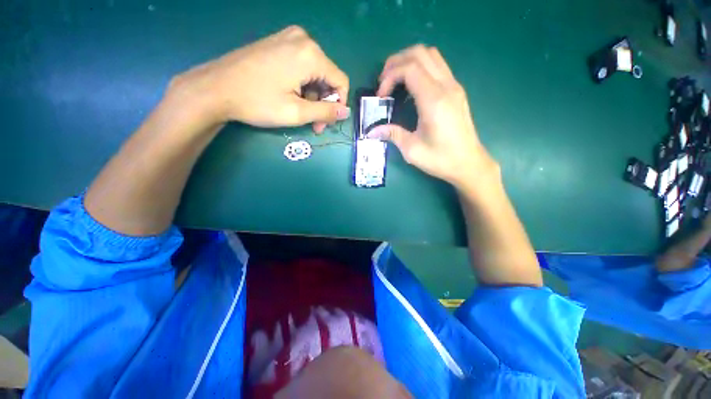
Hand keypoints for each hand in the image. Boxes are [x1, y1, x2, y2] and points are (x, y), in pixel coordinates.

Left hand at [167, 26, 349, 132]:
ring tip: (300, 112)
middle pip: (328, 76)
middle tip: (313, 123)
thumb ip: (326, 112)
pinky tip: (290, 96)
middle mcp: (303, 40)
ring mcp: (288, 38)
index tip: (327, 122)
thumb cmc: (258, 102)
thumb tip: (346, 112)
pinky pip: (302, 65)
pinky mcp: (278, 43)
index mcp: (311, 54)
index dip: (339, 104)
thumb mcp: (297, 113)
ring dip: (313, 96)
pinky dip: (302, 84)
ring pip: (315, 73)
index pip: (341, 81)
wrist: (215, 88)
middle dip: (323, 102)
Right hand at [368, 45, 496, 189]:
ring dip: (409, 62)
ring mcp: (454, 86)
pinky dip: (420, 68)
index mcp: (434, 100)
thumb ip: (392, 134)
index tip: (380, 96)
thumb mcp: (412, 150)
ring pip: (431, 55)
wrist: (469, 163)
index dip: (390, 76)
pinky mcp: (456, 91)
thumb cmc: (441, 159)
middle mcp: (446, 86)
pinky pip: (437, 66)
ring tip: (395, 81)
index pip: (409, 68)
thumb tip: (372, 131)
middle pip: (420, 53)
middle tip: (383, 81)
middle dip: (396, 62)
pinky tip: (411, 87)